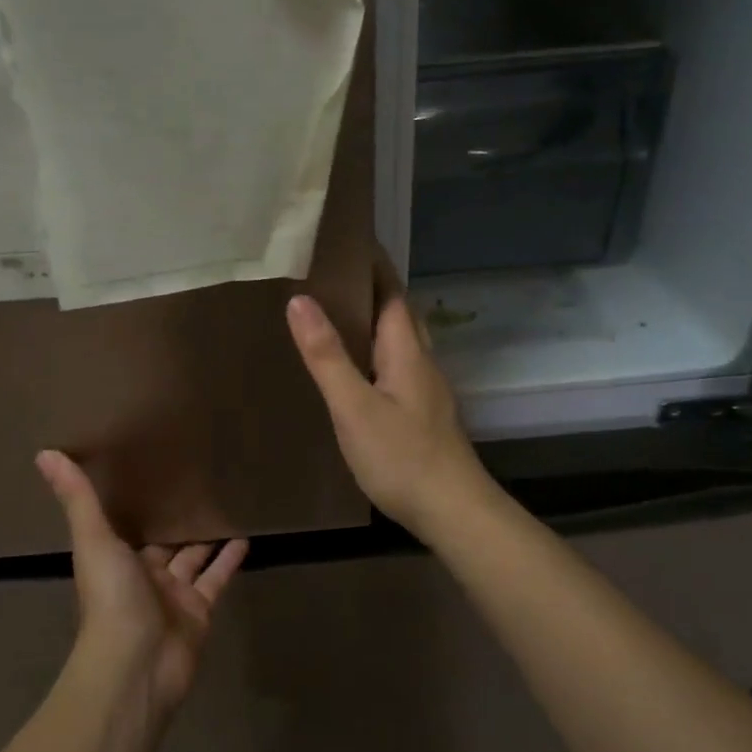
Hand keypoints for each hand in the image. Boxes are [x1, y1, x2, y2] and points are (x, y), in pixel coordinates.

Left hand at [35, 450, 246, 721]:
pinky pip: (217, 579)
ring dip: (208, 537)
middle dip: (178, 519)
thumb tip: (44, 453)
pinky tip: (246, 537)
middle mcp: (144, 576)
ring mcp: (174, 596)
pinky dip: (230, 560)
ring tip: (228, 505)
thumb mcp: (94, 540)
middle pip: (165, 542)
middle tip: (200, 484)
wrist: (136, 665)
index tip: (155, 472)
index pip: (130, 525)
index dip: (141, 504)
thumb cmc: (111, 599)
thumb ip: (78, 499)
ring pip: (194, 559)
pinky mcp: (200, 612)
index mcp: (116, 559)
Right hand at [286, 279, 492, 539]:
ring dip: (375, 322)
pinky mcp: (424, 413)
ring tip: (336, 315)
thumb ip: (327, 356)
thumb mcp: (354, 406)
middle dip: (371, 289)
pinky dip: (376, 353)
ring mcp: (426, 389)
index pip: (391, 292)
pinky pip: (398, 366)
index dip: (372, 265)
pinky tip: (358, 369)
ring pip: (400, 341)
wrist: (452, 509)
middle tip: (330, 275)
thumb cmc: (401, 456)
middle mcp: (421, 362)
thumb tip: (300, 300)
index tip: (344, 241)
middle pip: (398, 313)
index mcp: (406, 351)